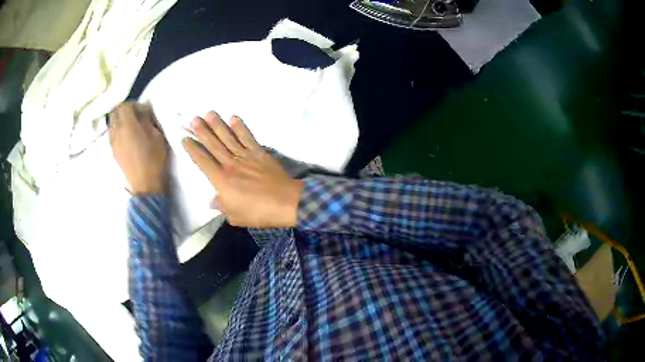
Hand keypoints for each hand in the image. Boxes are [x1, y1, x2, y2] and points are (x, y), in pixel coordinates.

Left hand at [109, 102, 167, 193]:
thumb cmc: (154, 159)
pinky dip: (118, 131)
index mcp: (127, 125)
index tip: (142, 109)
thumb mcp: (156, 135)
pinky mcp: (113, 152)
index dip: (133, 104)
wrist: (145, 184)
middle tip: (135, 115)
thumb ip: (147, 119)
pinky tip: (127, 138)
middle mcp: (117, 132)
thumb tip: (142, 110)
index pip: (124, 105)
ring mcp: (113, 143)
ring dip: (120, 121)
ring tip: (130, 126)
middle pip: (114, 112)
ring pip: (112, 124)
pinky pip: (112, 135)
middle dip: (123, 110)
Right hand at [182, 111, 302, 227]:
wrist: (285, 203)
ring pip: (228, 138)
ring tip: (209, 113)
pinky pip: (248, 138)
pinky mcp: (260, 153)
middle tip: (194, 119)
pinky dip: (241, 127)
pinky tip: (233, 118)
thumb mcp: (235, 216)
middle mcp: (231, 164)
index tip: (185, 139)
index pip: (203, 161)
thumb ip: (222, 206)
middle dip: (202, 131)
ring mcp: (246, 157)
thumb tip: (212, 201)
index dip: (193, 149)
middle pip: (213, 145)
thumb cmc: (259, 212)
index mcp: (222, 180)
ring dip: (218, 125)